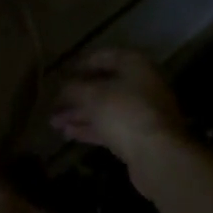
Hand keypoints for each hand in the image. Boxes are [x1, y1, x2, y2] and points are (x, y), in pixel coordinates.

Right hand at [50, 49, 193, 178]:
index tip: (58, 76)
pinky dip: (90, 128)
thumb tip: (61, 87)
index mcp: (133, 63)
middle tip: (52, 104)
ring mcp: (142, 110)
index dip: (78, 65)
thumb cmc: (125, 113)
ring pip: (105, 107)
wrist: (159, 156)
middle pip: (103, 84)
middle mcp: (140, 82)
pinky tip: (68, 133)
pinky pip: (110, 126)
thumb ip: (73, 88)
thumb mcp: (93, 95)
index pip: (101, 56)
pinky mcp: (139, 135)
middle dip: (76, 94)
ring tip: (54, 122)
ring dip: (80, 113)